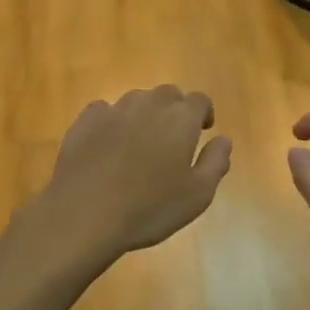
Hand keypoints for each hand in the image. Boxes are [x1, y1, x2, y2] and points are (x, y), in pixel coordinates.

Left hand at [33, 86, 231, 265]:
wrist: (84, 214)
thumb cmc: (150, 208)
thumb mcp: (198, 195)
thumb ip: (216, 162)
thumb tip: (224, 139)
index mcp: (181, 118)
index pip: (200, 100)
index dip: (204, 113)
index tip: (203, 131)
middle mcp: (149, 104)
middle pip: (168, 95)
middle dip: (175, 110)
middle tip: (173, 139)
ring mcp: (114, 110)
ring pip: (136, 100)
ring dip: (144, 114)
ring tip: (140, 143)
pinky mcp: (84, 122)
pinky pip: (104, 111)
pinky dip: (111, 121)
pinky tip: (108, 144)